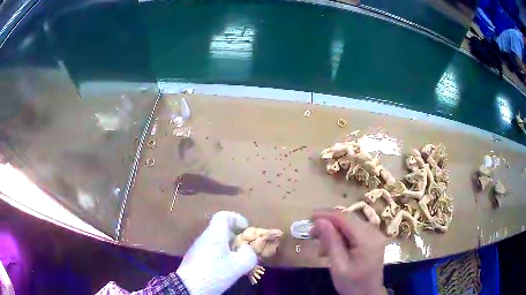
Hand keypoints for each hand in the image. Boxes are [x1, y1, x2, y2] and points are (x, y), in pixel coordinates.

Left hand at [176, 211, 256, 294]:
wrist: (188, 286)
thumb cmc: (215, 273)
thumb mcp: (238, 266)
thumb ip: (249, 255)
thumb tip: (248, 249)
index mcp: (214, 234)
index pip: (224, 216)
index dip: (237, 218)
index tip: (246, 229)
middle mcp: (204, 237)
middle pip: (221, 229)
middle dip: (236, 236)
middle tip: (246, 248)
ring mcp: (198, 247)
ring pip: (217, 240)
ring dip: (229, 247)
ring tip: (238, 260)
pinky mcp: (195, 257)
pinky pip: (211, 249)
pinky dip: (221, 254)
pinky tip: (226, 267)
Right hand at [311, 210, 386, 294]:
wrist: (367, 294)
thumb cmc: (352, 284)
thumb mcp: (338, 266)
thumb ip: (331, 242)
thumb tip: (320, 221)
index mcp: (367, 239)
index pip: (346, 218)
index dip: (327, 214)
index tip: (309, 217)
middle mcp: (374, 232)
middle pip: (349, 219)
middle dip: (329, 224)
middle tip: (312, 234)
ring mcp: (375, 235)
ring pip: (351, 224)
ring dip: (334, 231)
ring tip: (321, 247)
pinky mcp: (373, 239)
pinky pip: (355, 231)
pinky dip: (342, 236)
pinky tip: (334, 247)